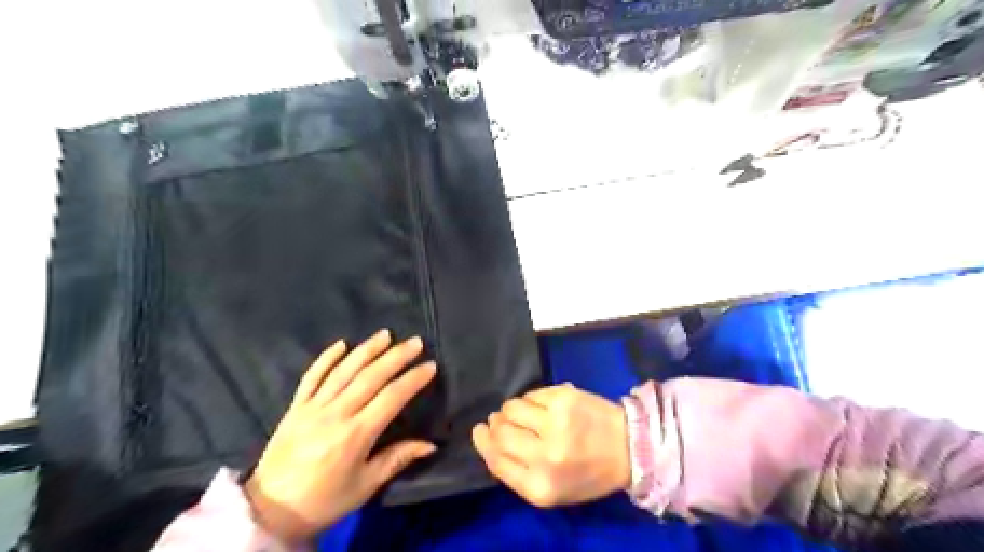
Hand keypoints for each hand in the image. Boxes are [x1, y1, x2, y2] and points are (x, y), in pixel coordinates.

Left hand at [242, 329, 432, 544]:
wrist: (269, 512)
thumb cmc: (324, 501)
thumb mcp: (364, 486)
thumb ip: (397, 459)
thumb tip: (430, 444)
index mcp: (355, 435)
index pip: (391, 398)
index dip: (412, 380)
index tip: (430, 366)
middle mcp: (335, 414)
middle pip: (370, 377)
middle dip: (396, 357)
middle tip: (415, 342)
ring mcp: (312, 407)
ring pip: (343, 371)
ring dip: (367, 350)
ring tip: (386, 334)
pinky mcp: (295, 407)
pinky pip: (312, 376)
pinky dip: (326, 358)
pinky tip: (342, 343)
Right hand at [471, 383, 629, 509]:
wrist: (629, 448)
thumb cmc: (588, 474)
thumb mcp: (551, 490)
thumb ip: (516, 471)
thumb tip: (487, 437)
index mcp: (540, 487)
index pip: (496, 460)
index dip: (483, 442)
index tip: (479, 430)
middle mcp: (545, 455)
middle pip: (500, 432)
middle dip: (496, 423)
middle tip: (501, 419)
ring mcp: (555, 422)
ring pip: (512, 407)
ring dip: (512, 409)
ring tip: (526, 414)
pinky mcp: (564, 397)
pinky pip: (531, 393)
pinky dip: (531, 399)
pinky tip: (544, 406)